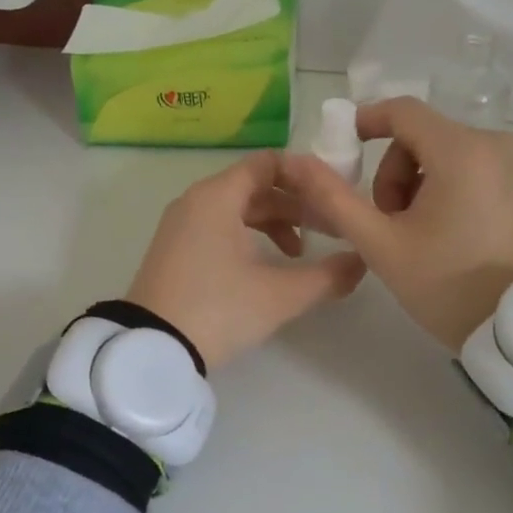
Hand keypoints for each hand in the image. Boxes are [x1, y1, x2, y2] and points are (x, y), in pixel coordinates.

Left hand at [126, 150, 366, 369]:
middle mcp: (196, 200)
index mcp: (218, 196)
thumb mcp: (279, 295)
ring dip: (273, 224)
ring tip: (300, 254)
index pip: (268, 163)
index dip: (305, 175)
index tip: (333, 196)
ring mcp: (181, 225)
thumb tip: (361, 262)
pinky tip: (264, 266)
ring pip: (237, 208)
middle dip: (295, 205)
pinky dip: (247, 236)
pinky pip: (218, 226)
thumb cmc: (217, 309)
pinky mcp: (174, 249)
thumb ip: (327, 276)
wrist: (151, 348)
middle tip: (328, 230)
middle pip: (255, 186)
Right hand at [283, 99, 512, 351]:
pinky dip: (447, 190)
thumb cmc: (450, 285)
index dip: (366, 122)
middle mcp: (496, 144)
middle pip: (423, 136)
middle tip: (388, 224)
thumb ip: (335, 199)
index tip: (344, 151)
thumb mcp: (382, 245)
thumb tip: (297, 163)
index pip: (402, 111)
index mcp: (462, 150)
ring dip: (418, 185)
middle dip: (394, 174)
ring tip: (417, 236)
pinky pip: (473, 169)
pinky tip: (446, 235)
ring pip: (446, 154)